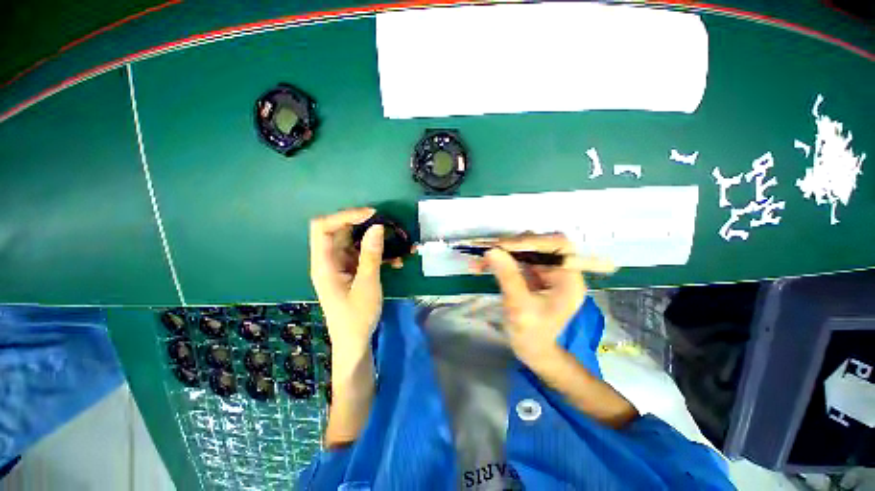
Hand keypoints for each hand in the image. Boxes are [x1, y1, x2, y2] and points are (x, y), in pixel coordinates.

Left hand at [310, 208, 384, 358]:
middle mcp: (329, 260)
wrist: (355, 341)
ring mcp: (340, 265)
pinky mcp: (351, 270)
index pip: (322, 228)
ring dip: (376, 241)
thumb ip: (371, 255)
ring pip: (355, 241)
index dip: (344, 216)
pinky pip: (363, 254)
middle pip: (340, 231)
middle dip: (364, 226)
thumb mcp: (367, 284)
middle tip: (388, 226)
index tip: (371, 214)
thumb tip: (377, 227)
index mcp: (323, 264)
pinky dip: (379, 254)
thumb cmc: (357, 316)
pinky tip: (397, 262)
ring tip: (398, 246)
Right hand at [477, 234, 615, 366]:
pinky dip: (500, 260)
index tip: (505, 246)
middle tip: (489, 250)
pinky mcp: (533, 275)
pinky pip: (516, 259)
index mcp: (568, 280)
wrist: (531, 350)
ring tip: (481, 259)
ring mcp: (546, 272)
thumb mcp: (519, 306)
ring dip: (502, 252)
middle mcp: (560, 271)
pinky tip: (482, 265)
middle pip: (540, 245)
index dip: (534, 242)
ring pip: (525, 250)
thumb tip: (492, 250)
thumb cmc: (531, 334)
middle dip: (513, 246)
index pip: (559, 247)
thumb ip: (508, 276)